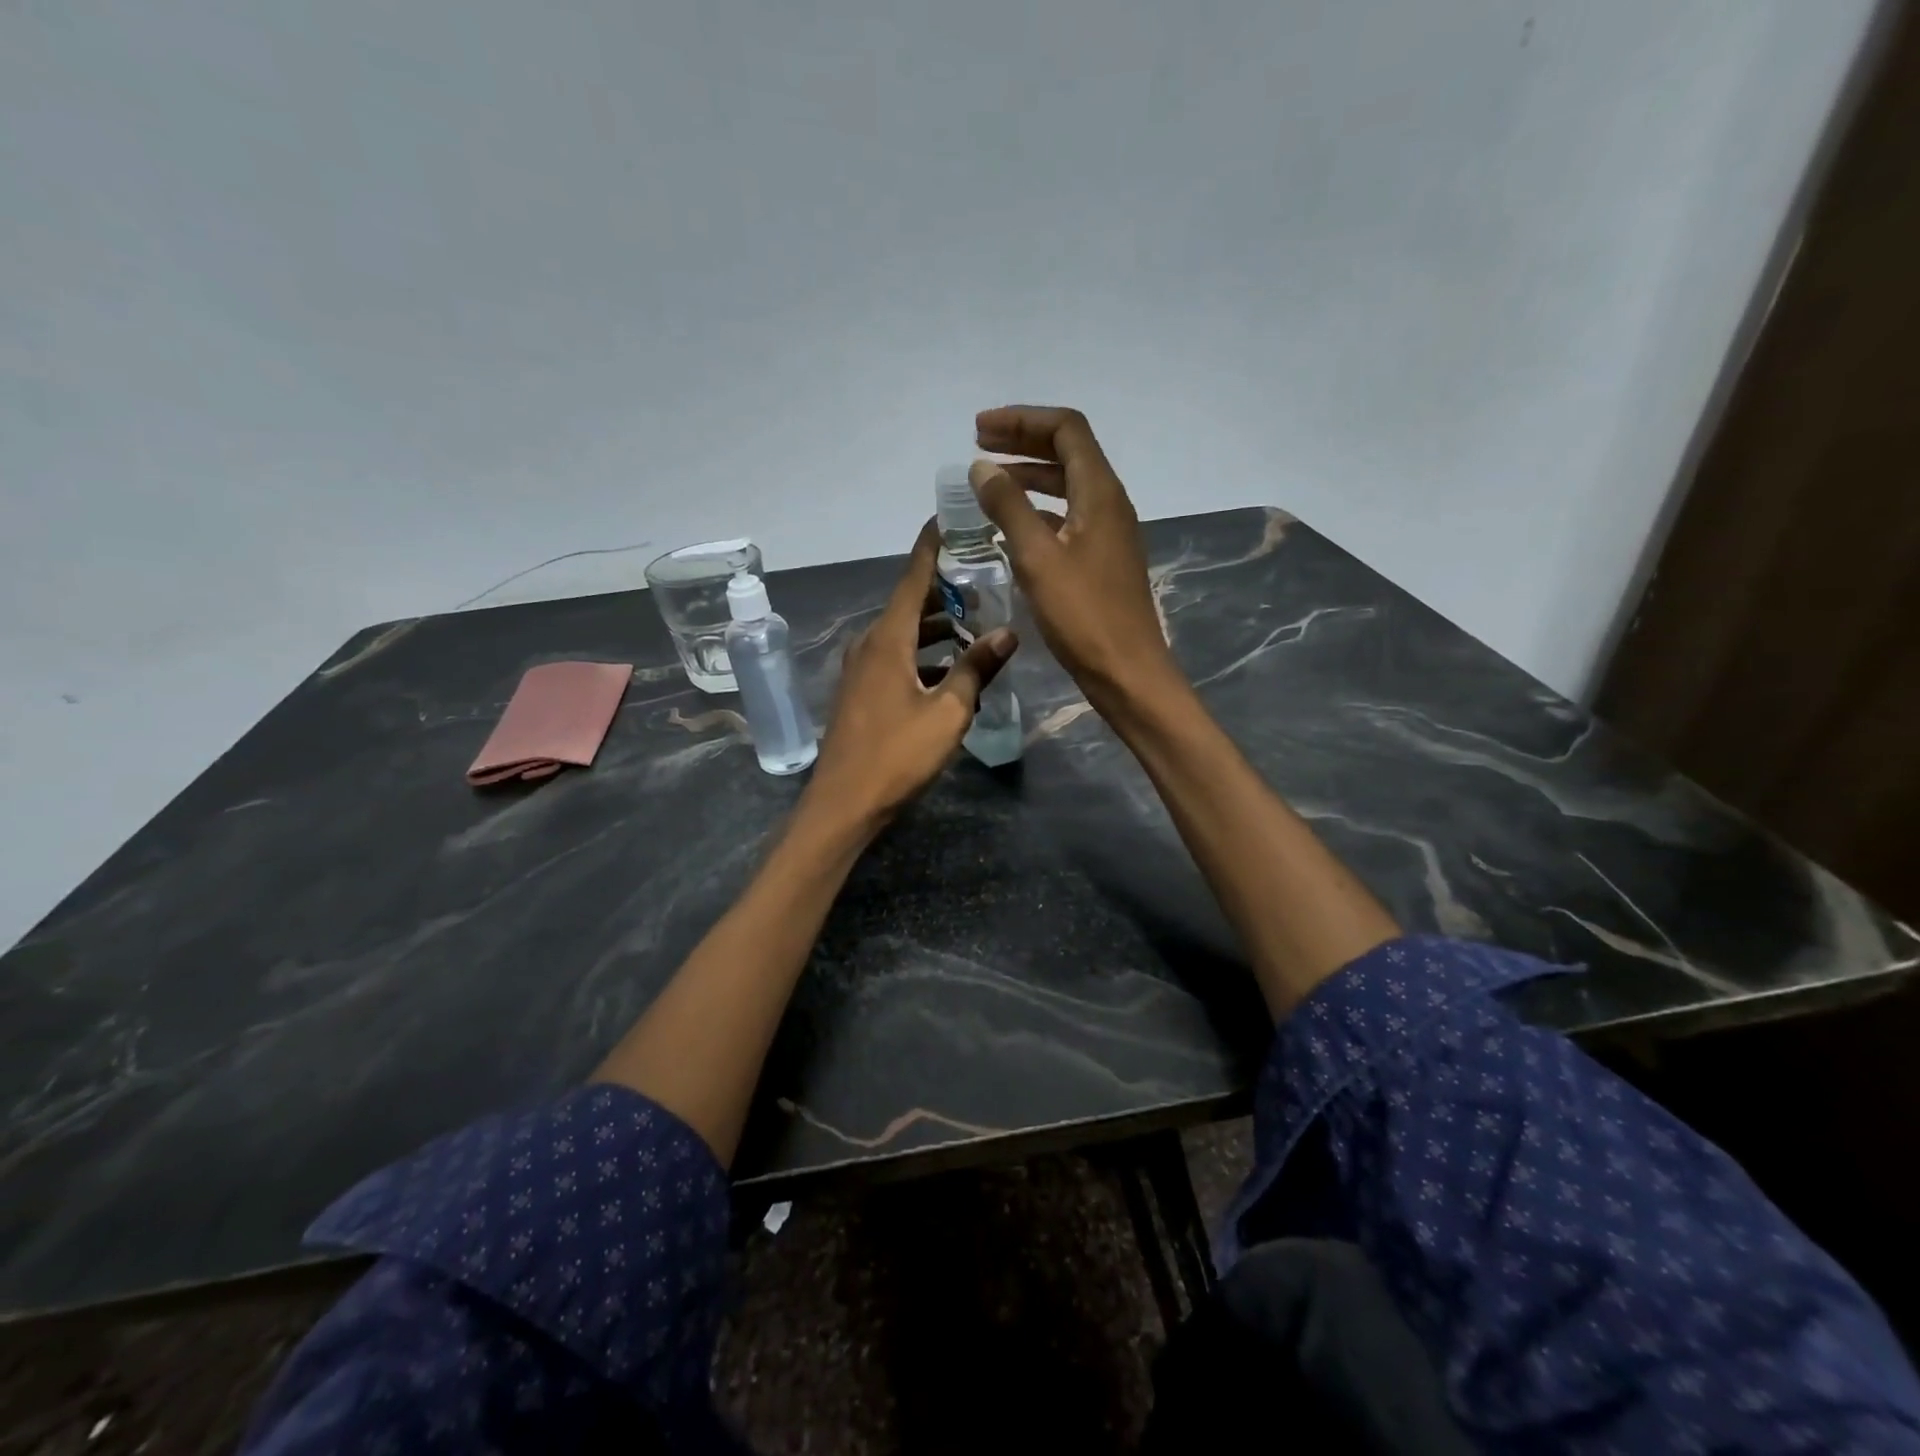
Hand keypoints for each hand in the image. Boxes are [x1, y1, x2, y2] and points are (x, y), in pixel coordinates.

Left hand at [804, 520, 1017, 830]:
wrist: (844, 803)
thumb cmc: (897, 755)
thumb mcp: (948, 712)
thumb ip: (976, 668)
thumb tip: (1008, 632)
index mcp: (888, 639)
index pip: (914, 577)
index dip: (933, 546)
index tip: (952, 518)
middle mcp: (869, 644)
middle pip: (910, 603)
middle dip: (945, 589)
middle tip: (985, 577)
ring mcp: (860, 669)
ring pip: (903, 633)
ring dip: (937, 626)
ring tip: (976, 624)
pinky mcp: (860, 692)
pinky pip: (895, 657)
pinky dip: (922, 653)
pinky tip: (949, 670)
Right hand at [969, 406, 1178, 709]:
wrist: (1126, 671)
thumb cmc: (1083, 615)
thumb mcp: (1038, 558)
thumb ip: (1008, 507)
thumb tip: (981, 468)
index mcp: (1099, 492)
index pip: (1066, 429)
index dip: (1022, 420)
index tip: (979, 429)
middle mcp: (1109, 503)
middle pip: (1068, 452)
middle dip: (1023, 442)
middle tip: (978, 445)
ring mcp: (1108, 532)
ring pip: (1067, 486)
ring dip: (1029, 476)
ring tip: (989, 482)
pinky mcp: (1102, 559)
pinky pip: (1068, 517)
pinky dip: (1037, 510)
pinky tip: (1010, 528)